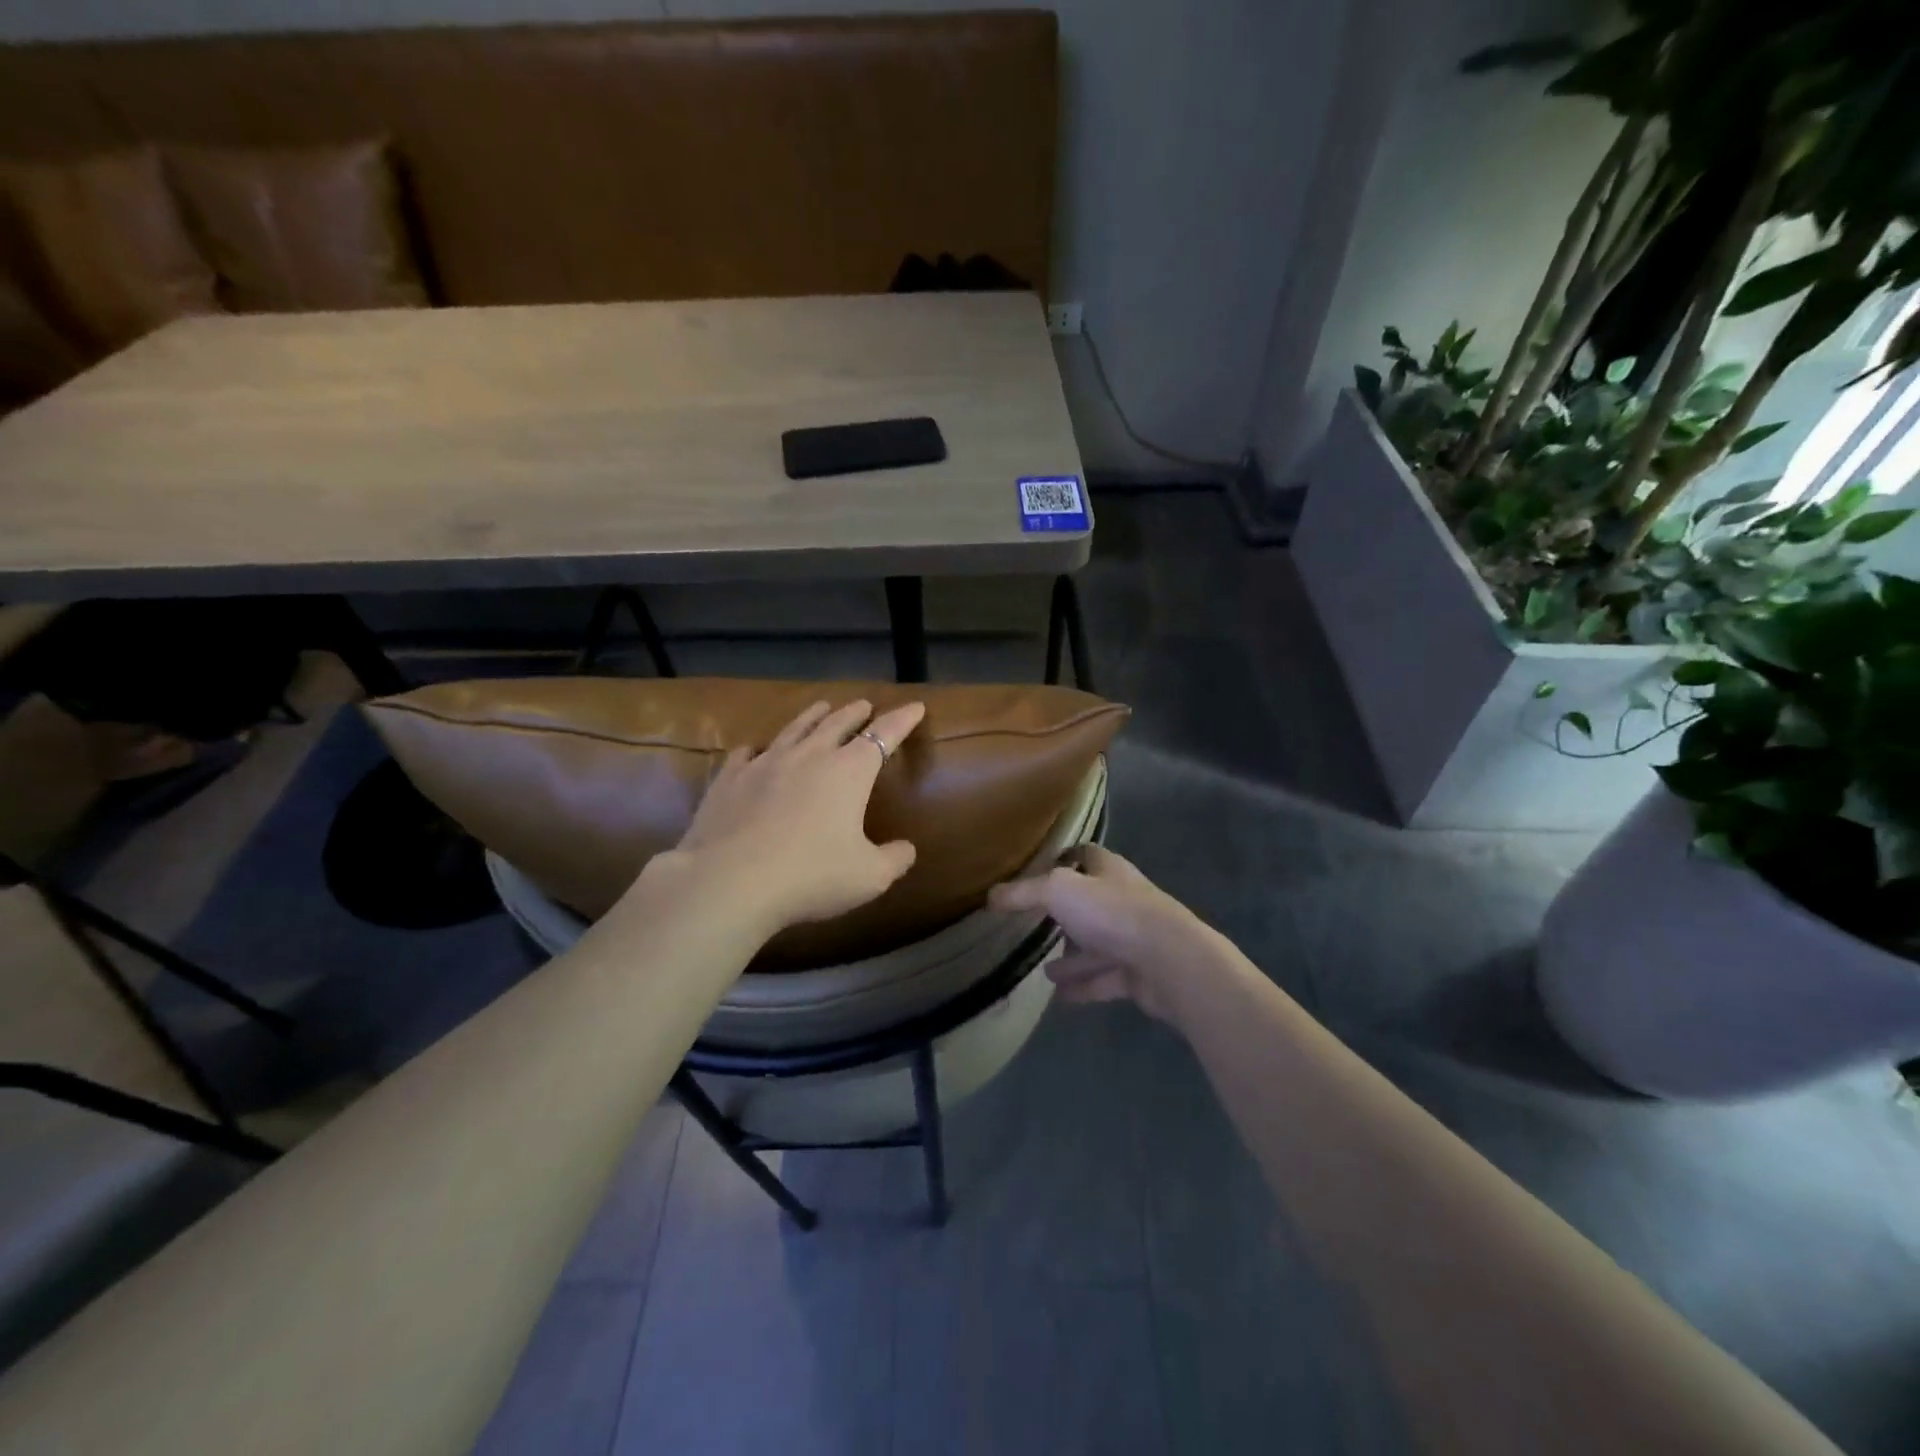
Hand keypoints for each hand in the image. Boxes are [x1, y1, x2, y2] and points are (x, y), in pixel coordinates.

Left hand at [661, 697, 925, 937]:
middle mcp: (808, 756)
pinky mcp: (730, 779)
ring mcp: (765, 764)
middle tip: (864, 704)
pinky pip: (746, 754)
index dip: (902, 720)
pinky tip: (754, 750)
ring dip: (812, 716)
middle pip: (837, 723)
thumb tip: (907, 849)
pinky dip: (757, 748)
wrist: (730, 882)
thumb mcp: (869, 877)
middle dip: (855, 712)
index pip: (883, 735)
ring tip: (821, 707)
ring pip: (794, 729)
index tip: (915, 707)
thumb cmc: (811, 876)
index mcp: (848, 771)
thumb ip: (894, 859)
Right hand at [989, 845, 1218, 1024]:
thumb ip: (1023, 893)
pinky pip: (1105, 978)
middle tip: (1034, 924)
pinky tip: (1060, 995)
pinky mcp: (1139, 973)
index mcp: (1109, 871)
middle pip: (1091, 902)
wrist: (1170, 961)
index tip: (1038, 869)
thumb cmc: (1113, 914)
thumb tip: (990, 895)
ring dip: (1073, 955)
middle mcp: (1124, 899)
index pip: (1085, 855)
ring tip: (1042, 969)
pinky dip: (1083, 985)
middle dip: (1066, 913)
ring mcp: (1134, 938)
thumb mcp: (1058, 892)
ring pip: (1098, 944)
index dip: (1063, 858)